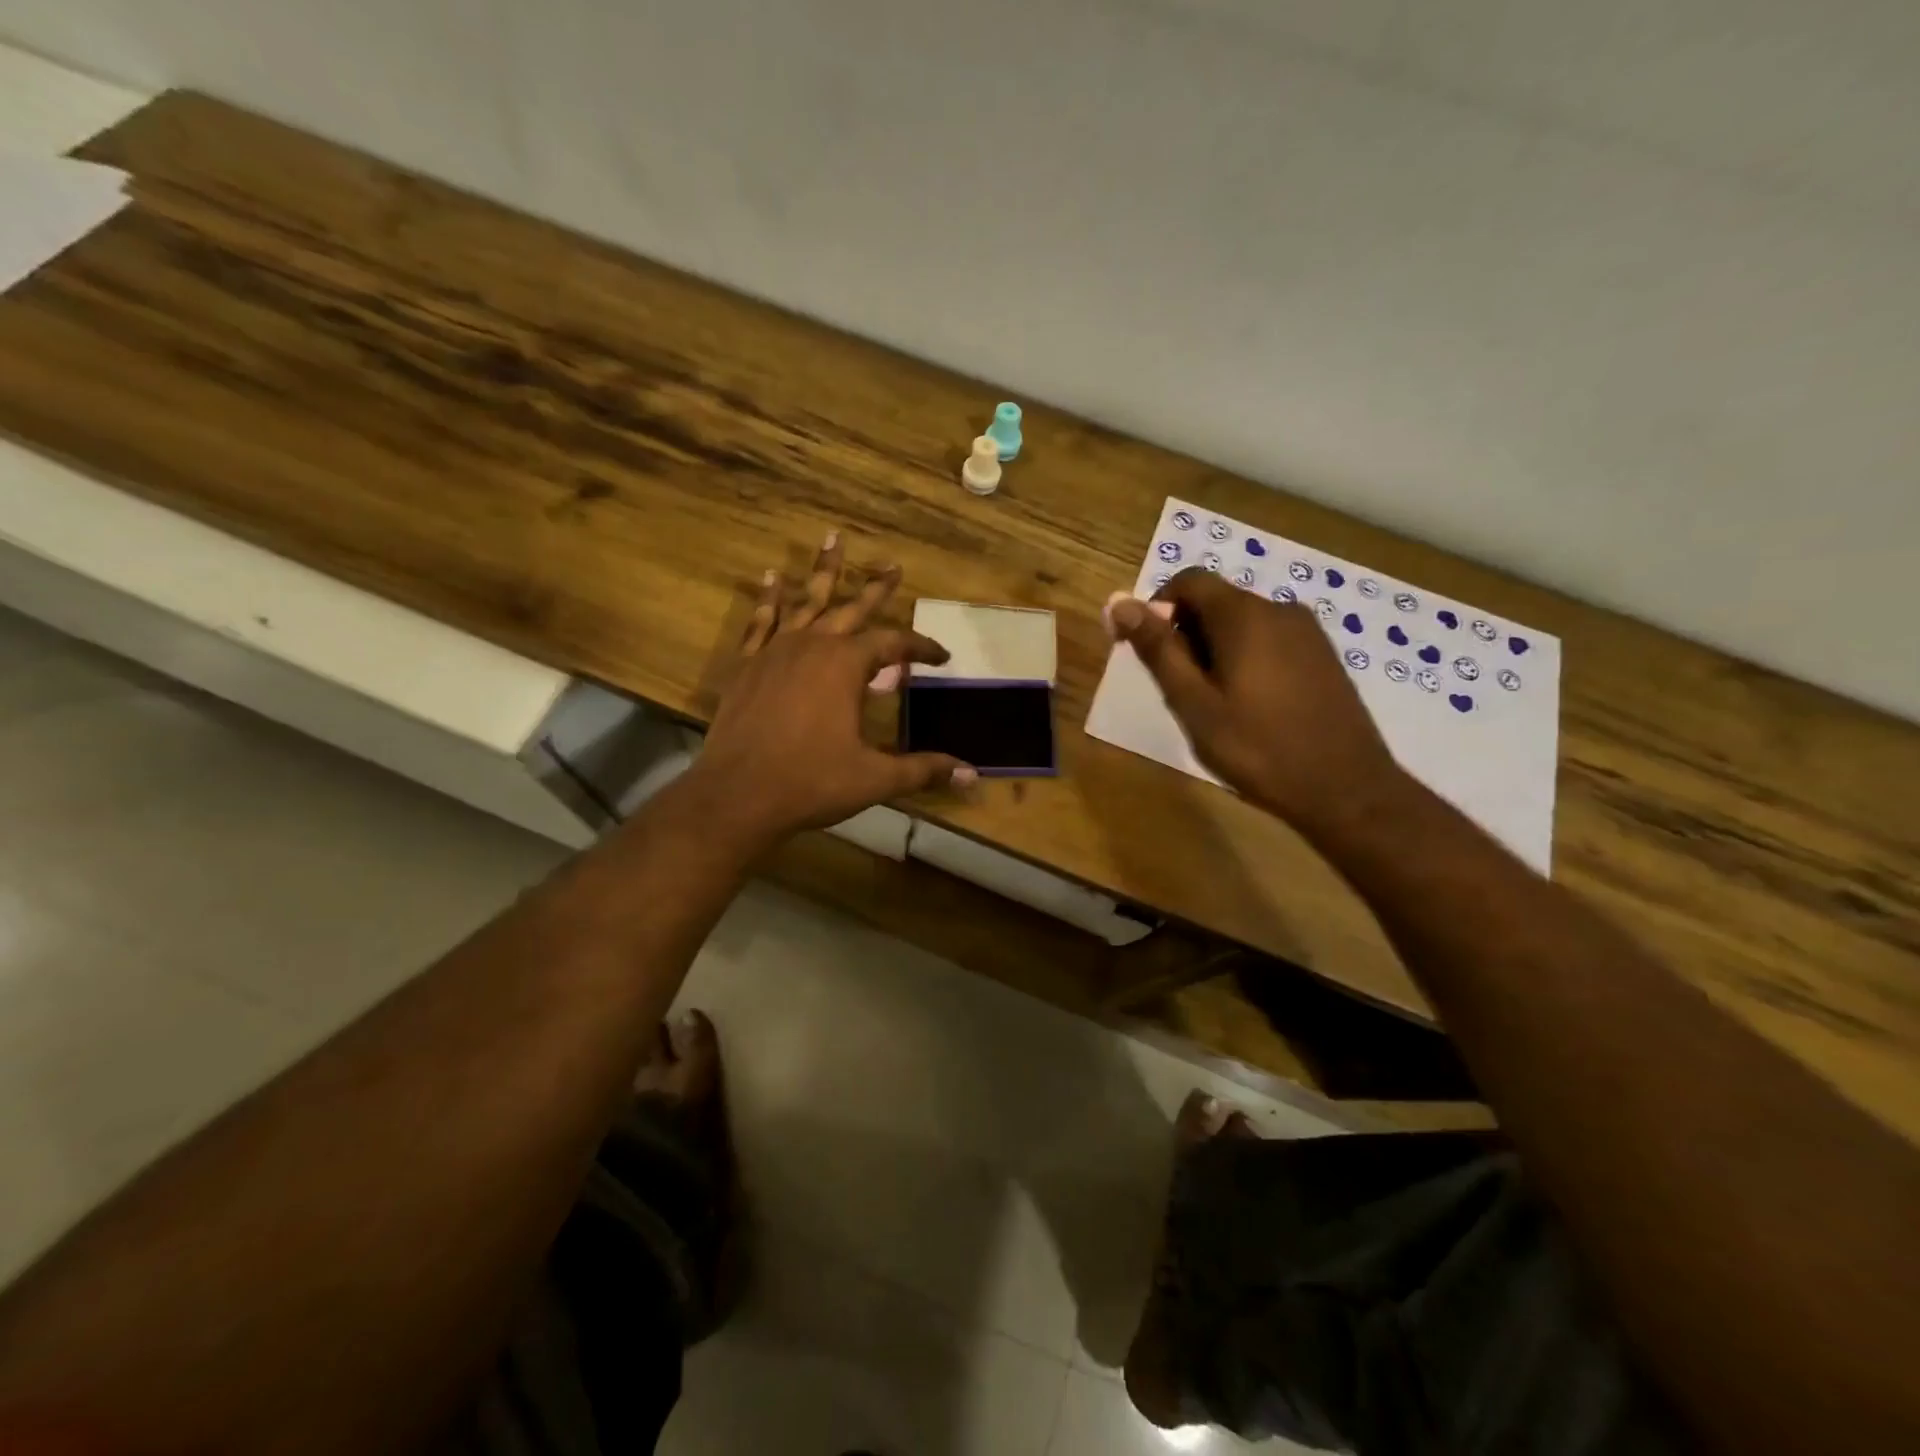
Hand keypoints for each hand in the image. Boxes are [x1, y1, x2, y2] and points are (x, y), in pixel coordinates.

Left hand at [683, 533, 976, 847]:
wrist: (738, 796)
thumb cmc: (811, 782)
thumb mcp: (875, 778)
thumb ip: (923, 769)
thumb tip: (971, 775)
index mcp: (846, 665)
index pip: (894, 644)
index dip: (921, 647)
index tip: (941, 656)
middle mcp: (813, 645)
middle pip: (851, 607)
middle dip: (877, 587)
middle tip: (893, 565)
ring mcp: (775, 651)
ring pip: (804, 601)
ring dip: (822, 572)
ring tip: (832, 539)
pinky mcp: (746, 665)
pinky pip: (760, 621)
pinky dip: (768, 599)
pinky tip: (770, 578)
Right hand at [1104, 568, 1399, 834]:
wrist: (1346, 790)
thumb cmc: (1258, 748)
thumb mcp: (1194, 704)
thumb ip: (1158, 650)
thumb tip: (1119, 604)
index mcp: (1244, 615)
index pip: (1188, 581)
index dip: (1156, 607)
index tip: (1144, 650)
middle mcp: (1279, 610)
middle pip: (1215, 602)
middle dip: (1185, 635)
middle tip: (1180, 692)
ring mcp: (1307, 633)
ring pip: (1242, 624)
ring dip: (1214, 651)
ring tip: (1214, 706)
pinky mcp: (1323, 656)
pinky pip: (1269, 641)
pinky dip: (1245, 660)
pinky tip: (1249, 708)